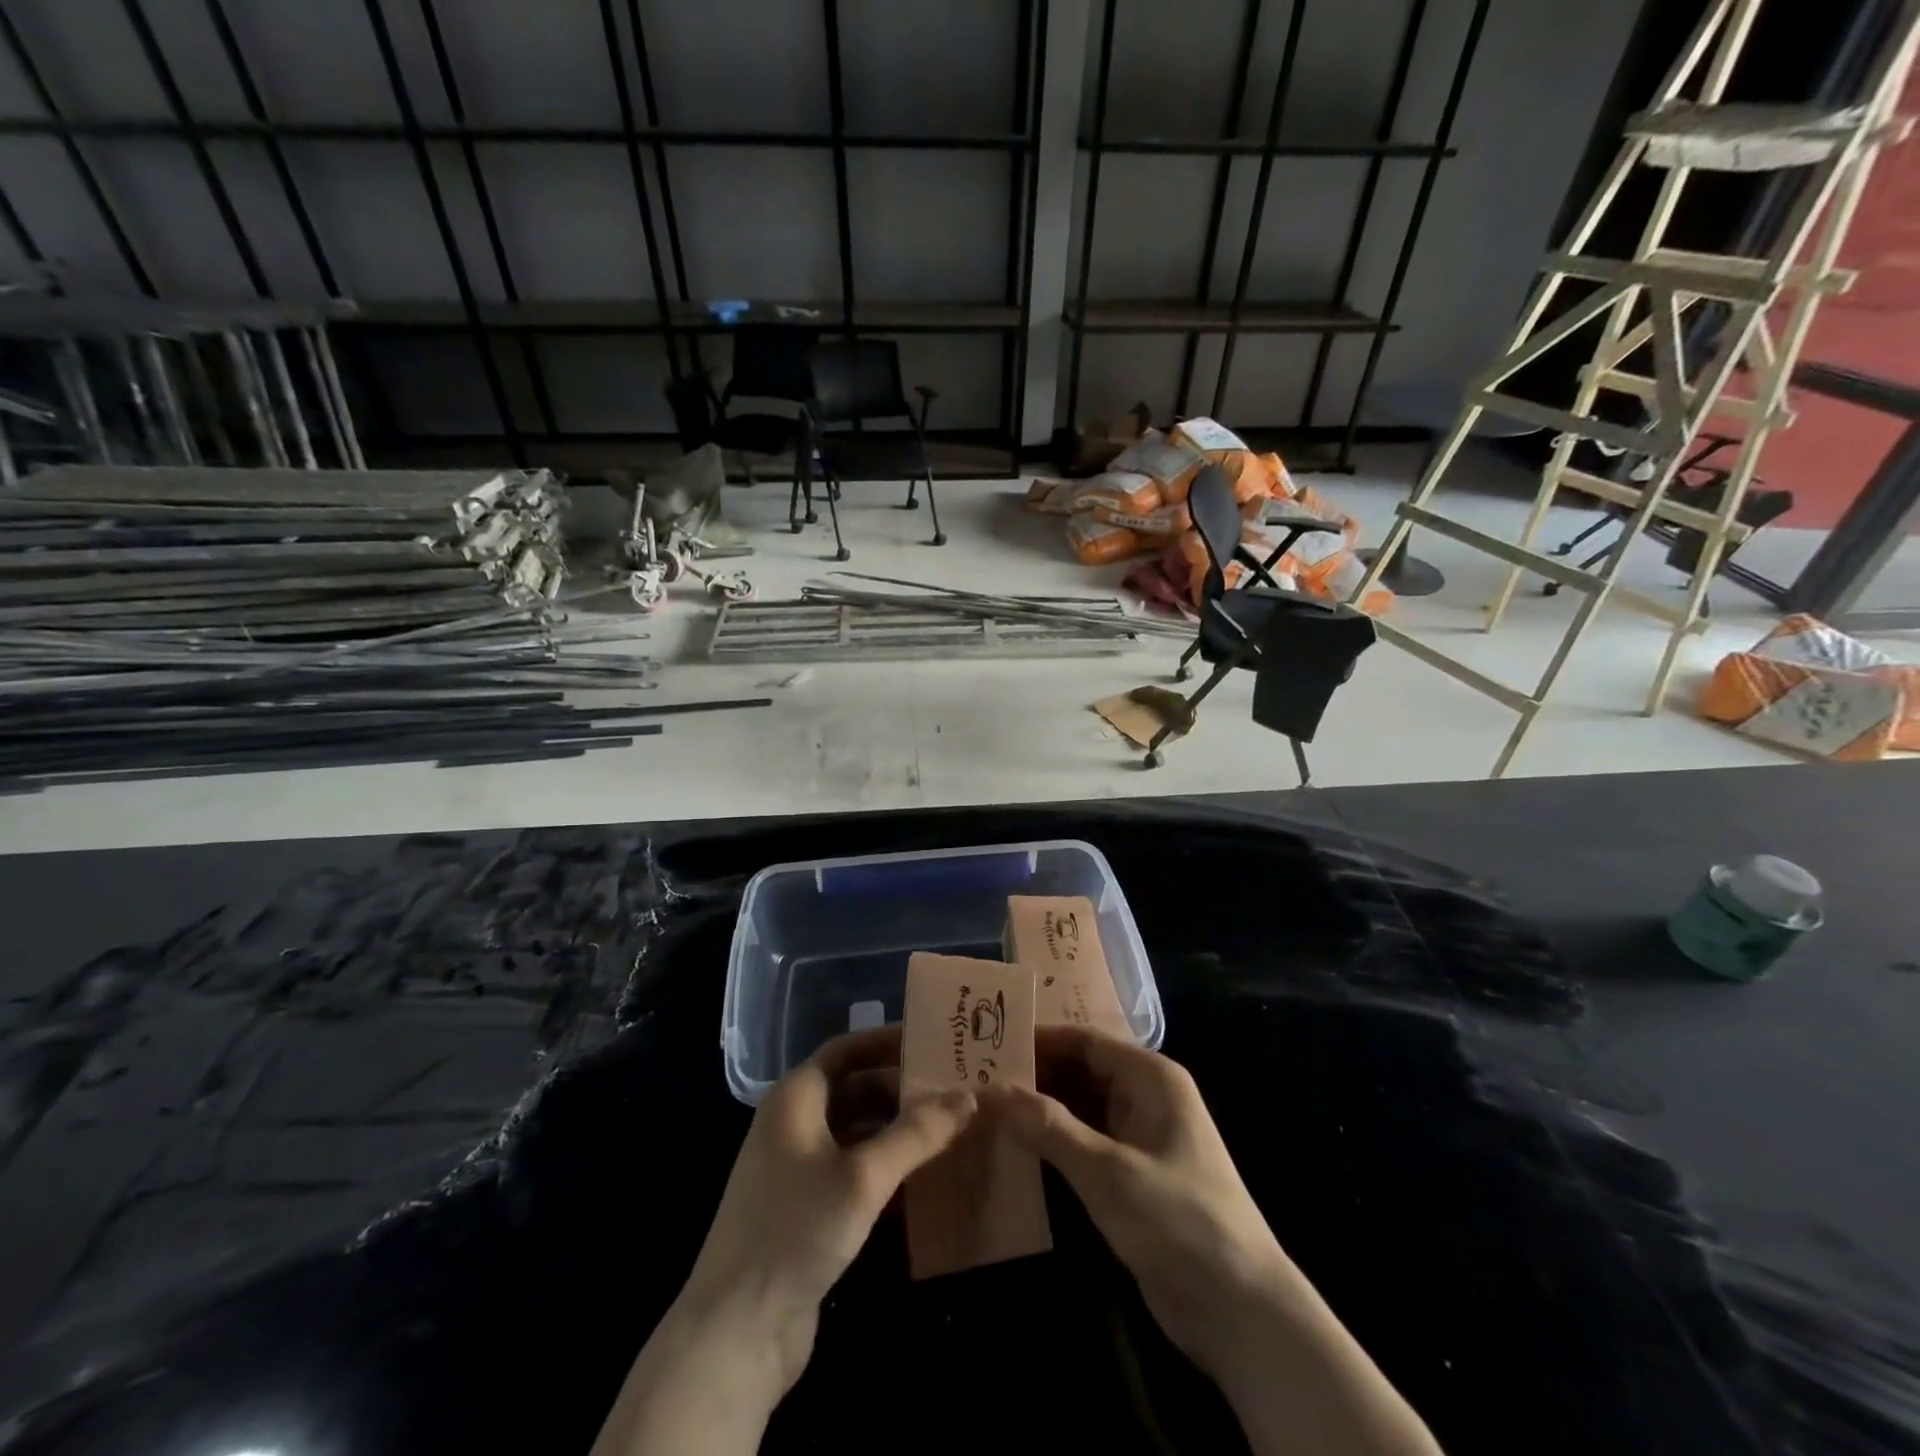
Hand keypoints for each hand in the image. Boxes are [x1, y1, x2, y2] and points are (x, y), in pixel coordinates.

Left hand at [679, 1025, 976, 1388]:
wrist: (736, 1333)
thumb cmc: (796, 1230)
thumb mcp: (862, 1176)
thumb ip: (916, 1134)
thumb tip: (969, 1097)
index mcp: (795, 1099)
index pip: (847, 1050)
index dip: (888, 1041)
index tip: (934, 1041)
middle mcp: (794, 1124)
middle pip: (855, 1089)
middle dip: (902, 1089)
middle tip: (955, 1089)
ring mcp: (798, 1169)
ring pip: (857, 1132)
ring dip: (898, 1130)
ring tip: (950, 1129)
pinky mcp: (807, 1210)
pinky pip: (854, 1171)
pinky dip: (886, 1167)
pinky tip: (924, 1179)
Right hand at [1001, 1027, 1440, 1455]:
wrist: (1240, 1310)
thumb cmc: (1180, 1222)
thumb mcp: (1110, 1174)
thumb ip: (1052, 1129)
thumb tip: (995, 1091)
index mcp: (1151, 1078)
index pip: (1085, 1041)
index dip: (1040, 1040)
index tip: (990, 1045)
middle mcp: (1145, 1097)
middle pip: (1081, 1071)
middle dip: (1035, 1076)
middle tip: (978, 1079)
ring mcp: (1139, 1136)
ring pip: (1081, 1108)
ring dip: (1041, 1110)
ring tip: (986, 1109)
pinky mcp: (1132, 1174)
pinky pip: (1086, 1142)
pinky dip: (1055, 1142)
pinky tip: (1016, 1148)